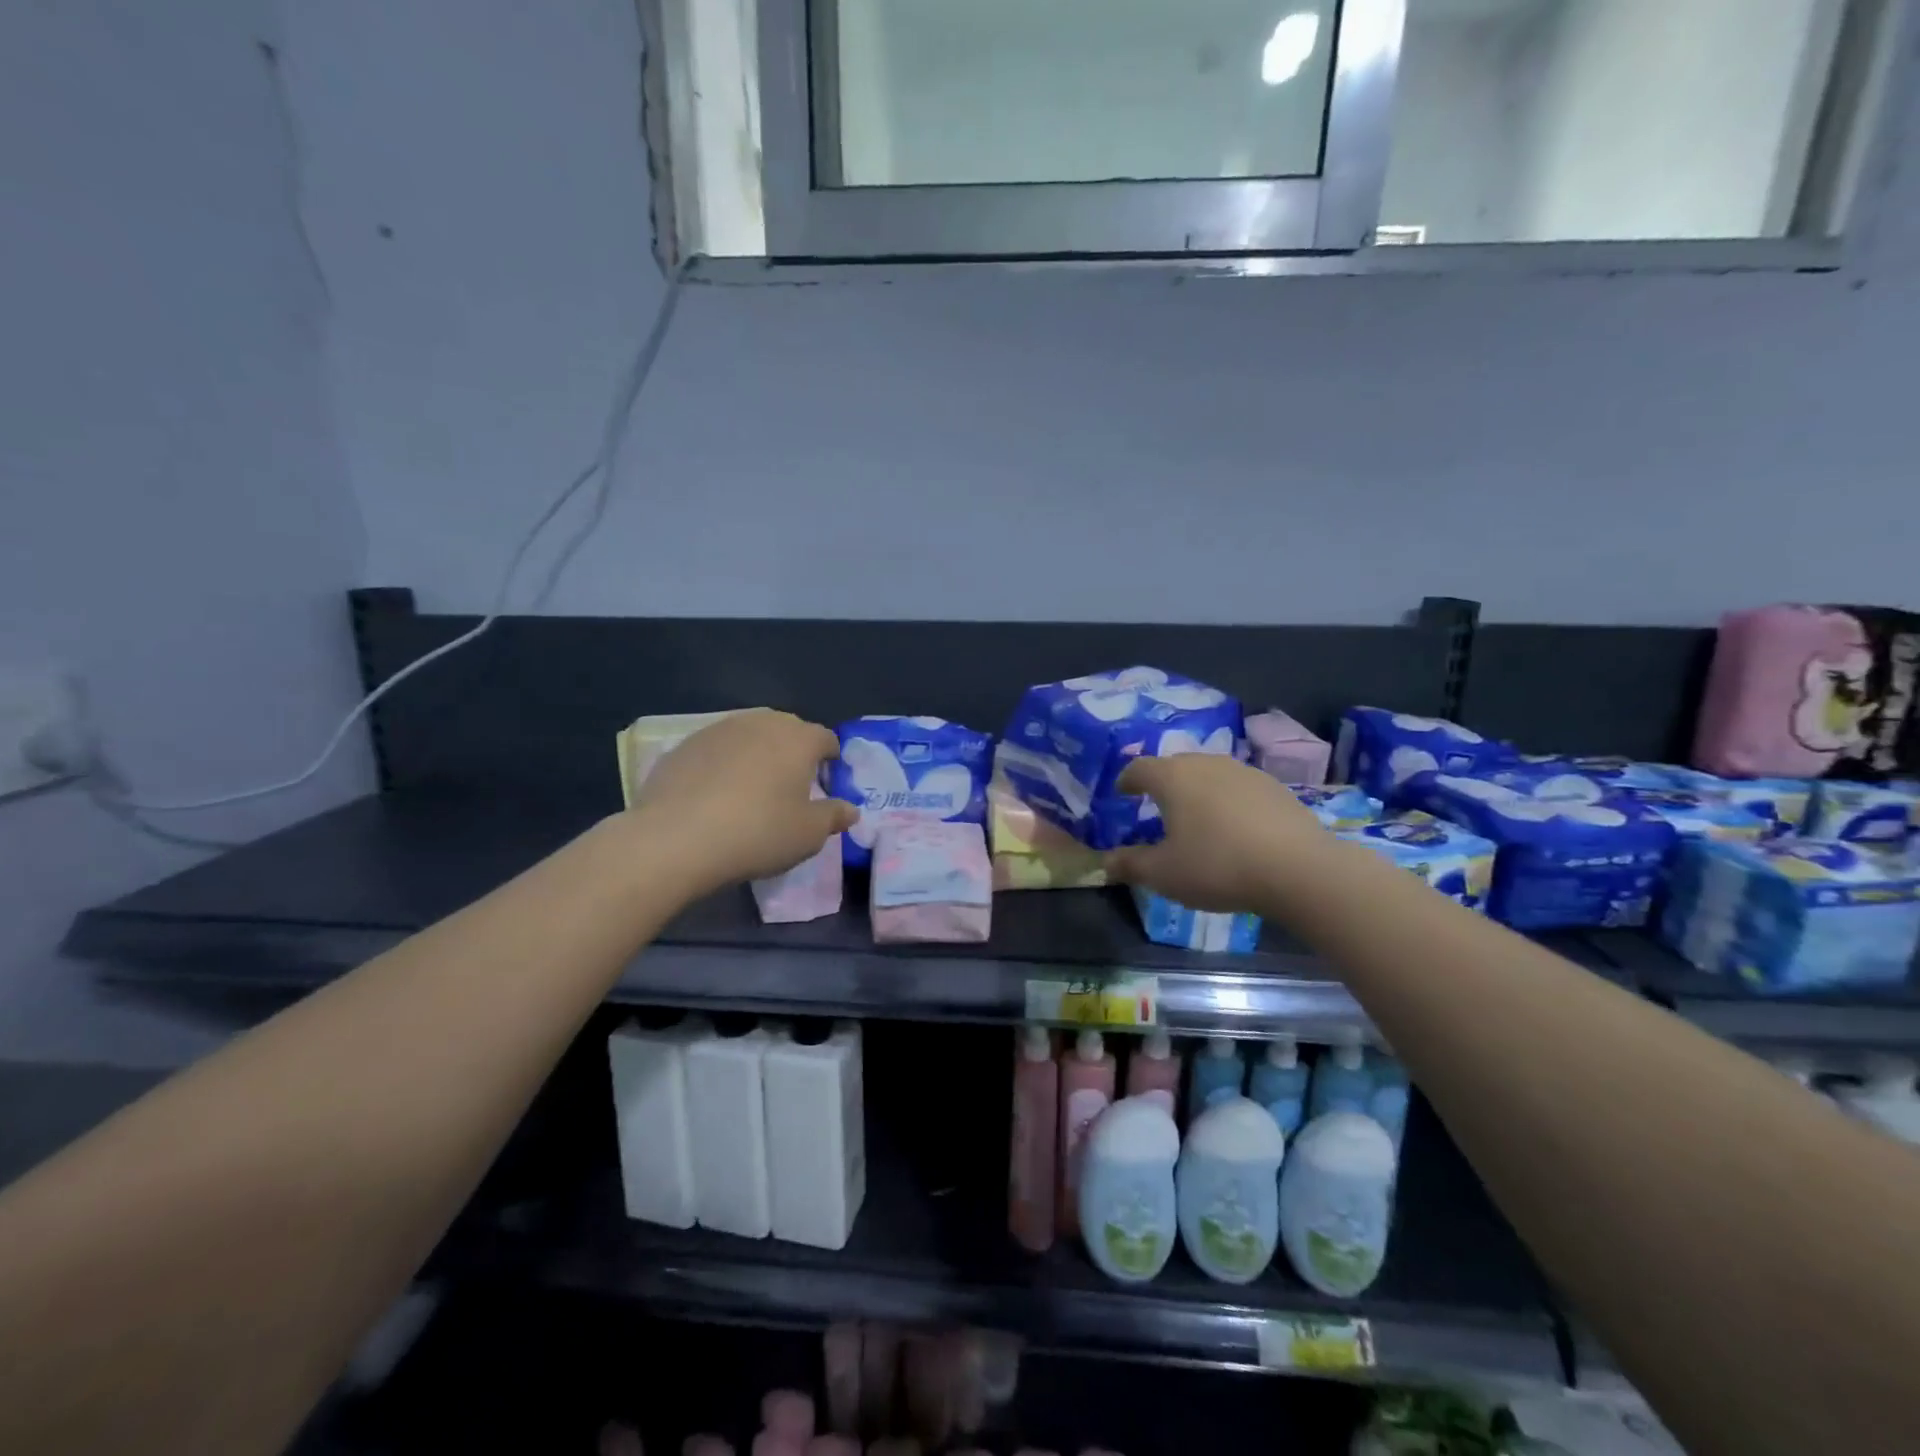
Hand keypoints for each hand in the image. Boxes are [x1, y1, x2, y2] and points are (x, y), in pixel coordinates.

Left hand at [630, 710, 855, 892]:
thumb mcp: (808, 834)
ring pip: (749, 737)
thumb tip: (850, 810)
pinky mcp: (684, 745)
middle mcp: (761, 723)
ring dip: (757, 757)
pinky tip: (715, 796)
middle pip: (787, 731)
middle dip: (793, 754)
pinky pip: (716, 751)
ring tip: (751, 791)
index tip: (826, 786)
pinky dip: (723, 766)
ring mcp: (719, 729)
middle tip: (790, 789)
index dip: (831, 762)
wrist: (675, 838)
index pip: (826, 739)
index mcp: (798, 738)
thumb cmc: (758, 833)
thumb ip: (834, 817)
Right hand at [1104, 755, 1327, 913]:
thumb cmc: (1217, 866)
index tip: (1122, 792)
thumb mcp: (1163, 874)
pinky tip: (1235, 827)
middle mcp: (1206, 764)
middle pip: (1176, 765)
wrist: (1299, 869)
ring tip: (1197, 816)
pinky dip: (1228, 801)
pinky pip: (1239, 788)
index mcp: (1173, 778)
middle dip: (1163, 782)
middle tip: (1157, 805)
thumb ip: (1130, 864)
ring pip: (1210, 774)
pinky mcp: (1276, 788)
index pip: (1140, 768)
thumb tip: (1106, 861)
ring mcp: (1245, 772)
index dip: (1127, 780)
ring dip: (1198, 790)